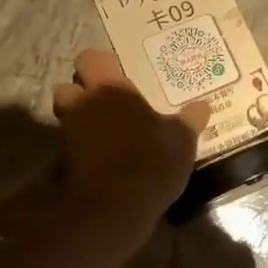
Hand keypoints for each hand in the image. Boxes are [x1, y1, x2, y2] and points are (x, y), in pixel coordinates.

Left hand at [53, 50, 208, 232]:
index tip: (117, 73)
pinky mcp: (64, 165)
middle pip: (69, 87)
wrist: (113, 209)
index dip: (101, 64)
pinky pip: (73, 148)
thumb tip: (204, 106)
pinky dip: (84, 151)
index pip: (90, 58)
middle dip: (82, 93)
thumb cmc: (150, 160)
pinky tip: (107, 161)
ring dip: (83, 123)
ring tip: (111, 135)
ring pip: (68, 118)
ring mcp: (68, 135)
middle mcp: (82, 105)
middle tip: (109, 104)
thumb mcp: (181, 140)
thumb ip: (189, 120)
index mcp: (109, 88)